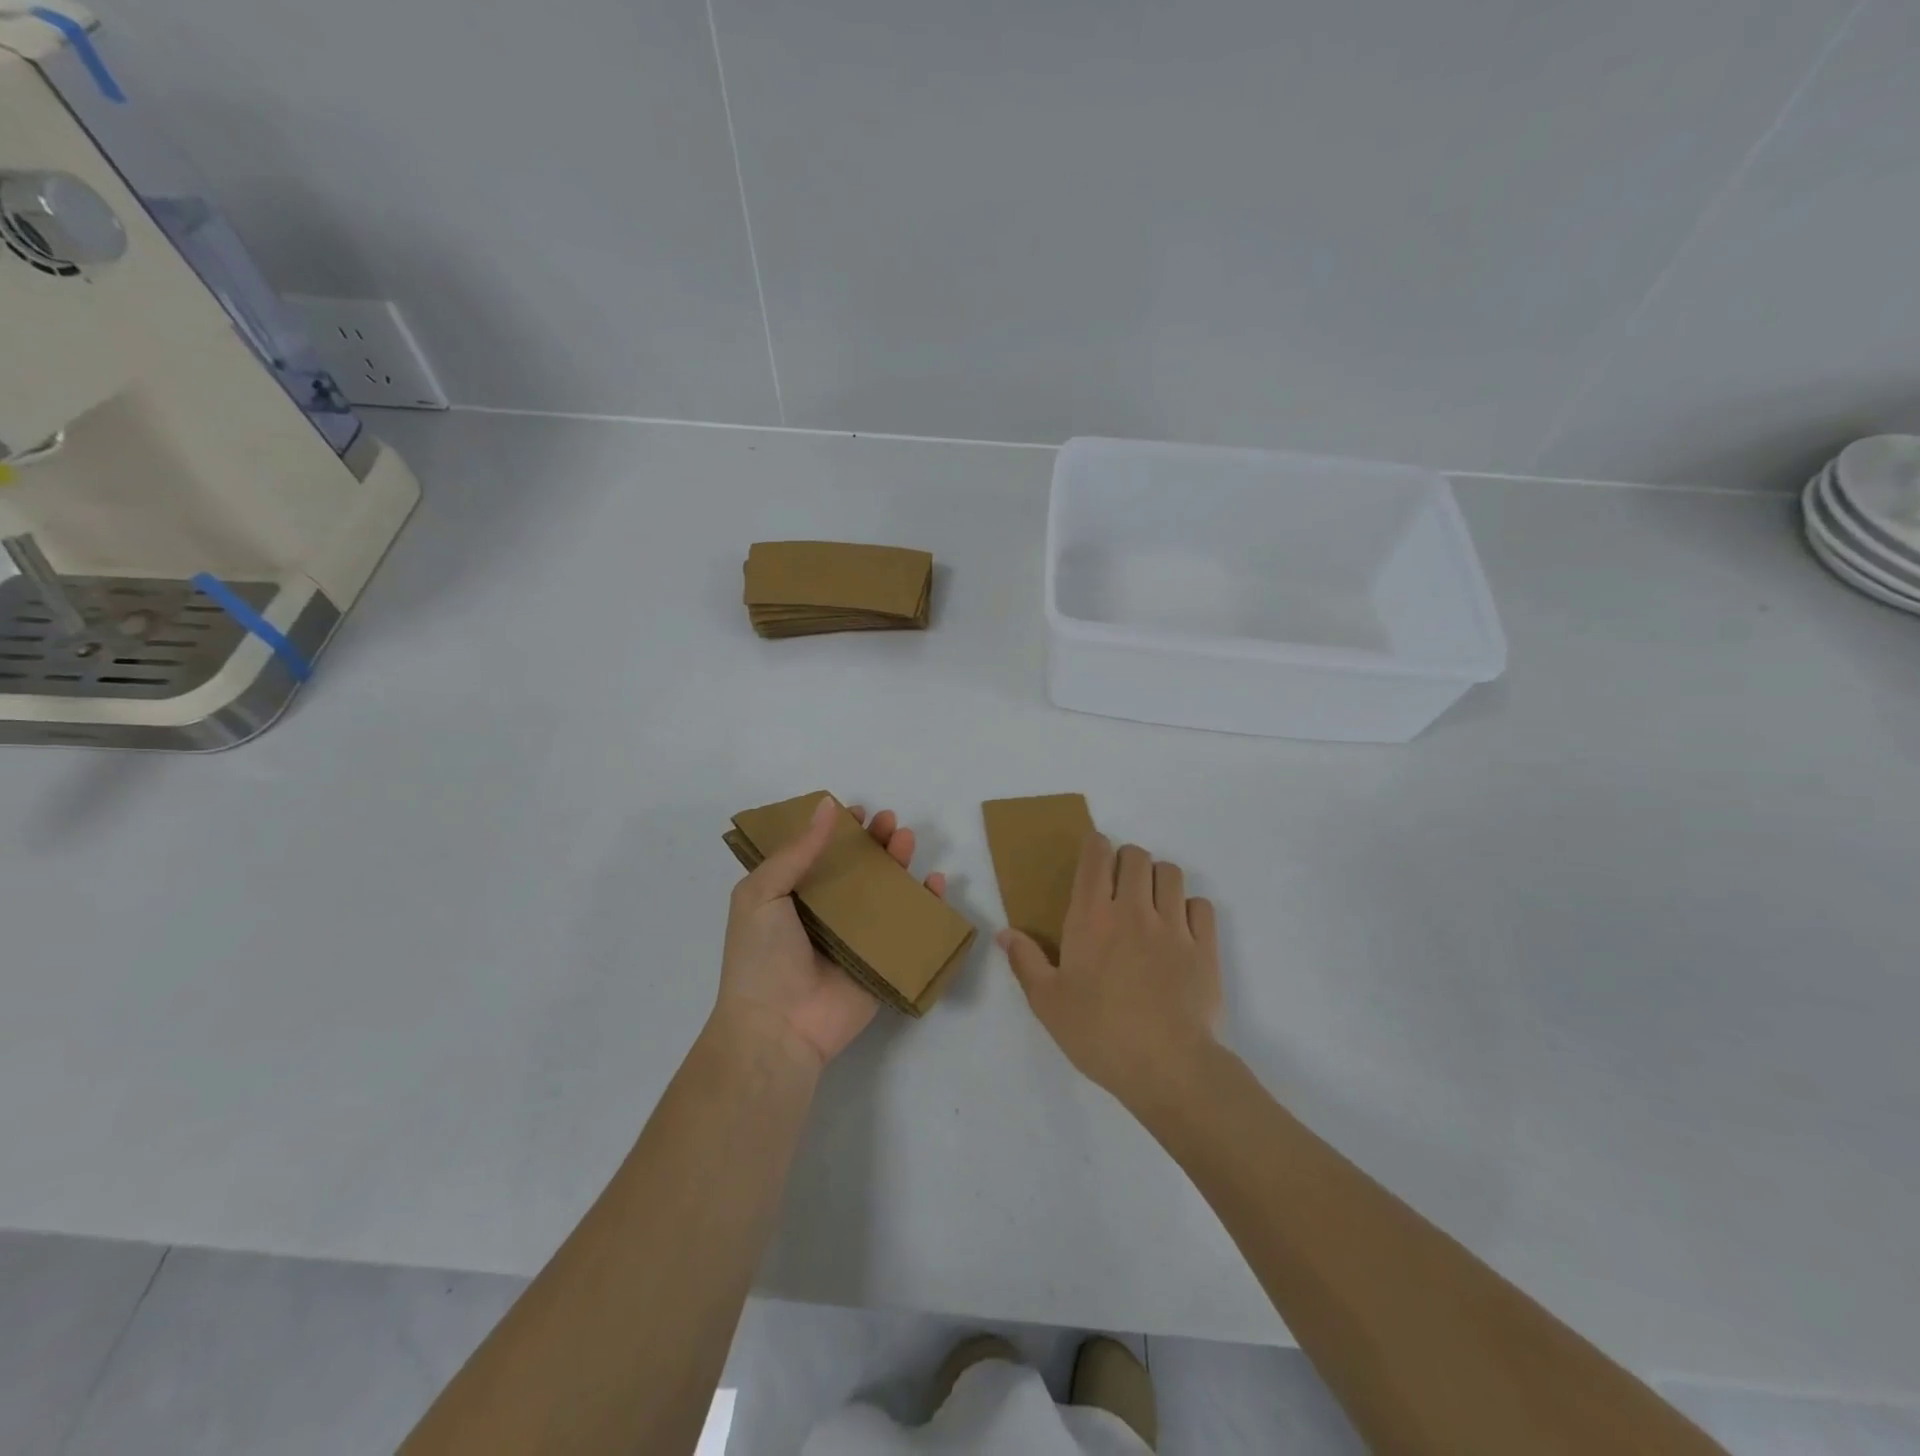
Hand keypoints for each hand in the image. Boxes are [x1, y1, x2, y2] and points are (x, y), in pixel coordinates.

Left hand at [718, 796, 947, 1067]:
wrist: (778, 1028)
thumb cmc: (762, 957)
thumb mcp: (762, 893)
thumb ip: (797, 851)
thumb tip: (827, 805)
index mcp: (792, 897)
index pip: (819, 854)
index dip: (838, 831)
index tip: (856, 811)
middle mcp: (826, 914)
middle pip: (858, 869)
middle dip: (876, 842)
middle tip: (890, 821)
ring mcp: (856, 938)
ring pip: (885, 893)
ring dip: (900, 864)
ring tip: (908, 839)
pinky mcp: (882, 961)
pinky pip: (908, 929)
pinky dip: (926, 906)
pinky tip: (935, 883)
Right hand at [999, 834, 1220, 1110]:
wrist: (1168, 1067)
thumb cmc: (1099, 1033)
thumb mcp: (1048, 1003)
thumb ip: (1025, 962)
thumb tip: (1004, 933)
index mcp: (1091, 917)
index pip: (1096, 857)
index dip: (1095, 846)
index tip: (1093, 855)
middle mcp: (1133, 910)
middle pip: (1136, 856)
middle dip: (1126, 860)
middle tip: (1119, 886)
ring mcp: (1174, 926)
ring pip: (1170, 873)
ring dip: (1158, 879)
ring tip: (1151, 904)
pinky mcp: (1205, 947)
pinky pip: (1201, 905)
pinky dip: (1190, 908)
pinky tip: (1181, 930)